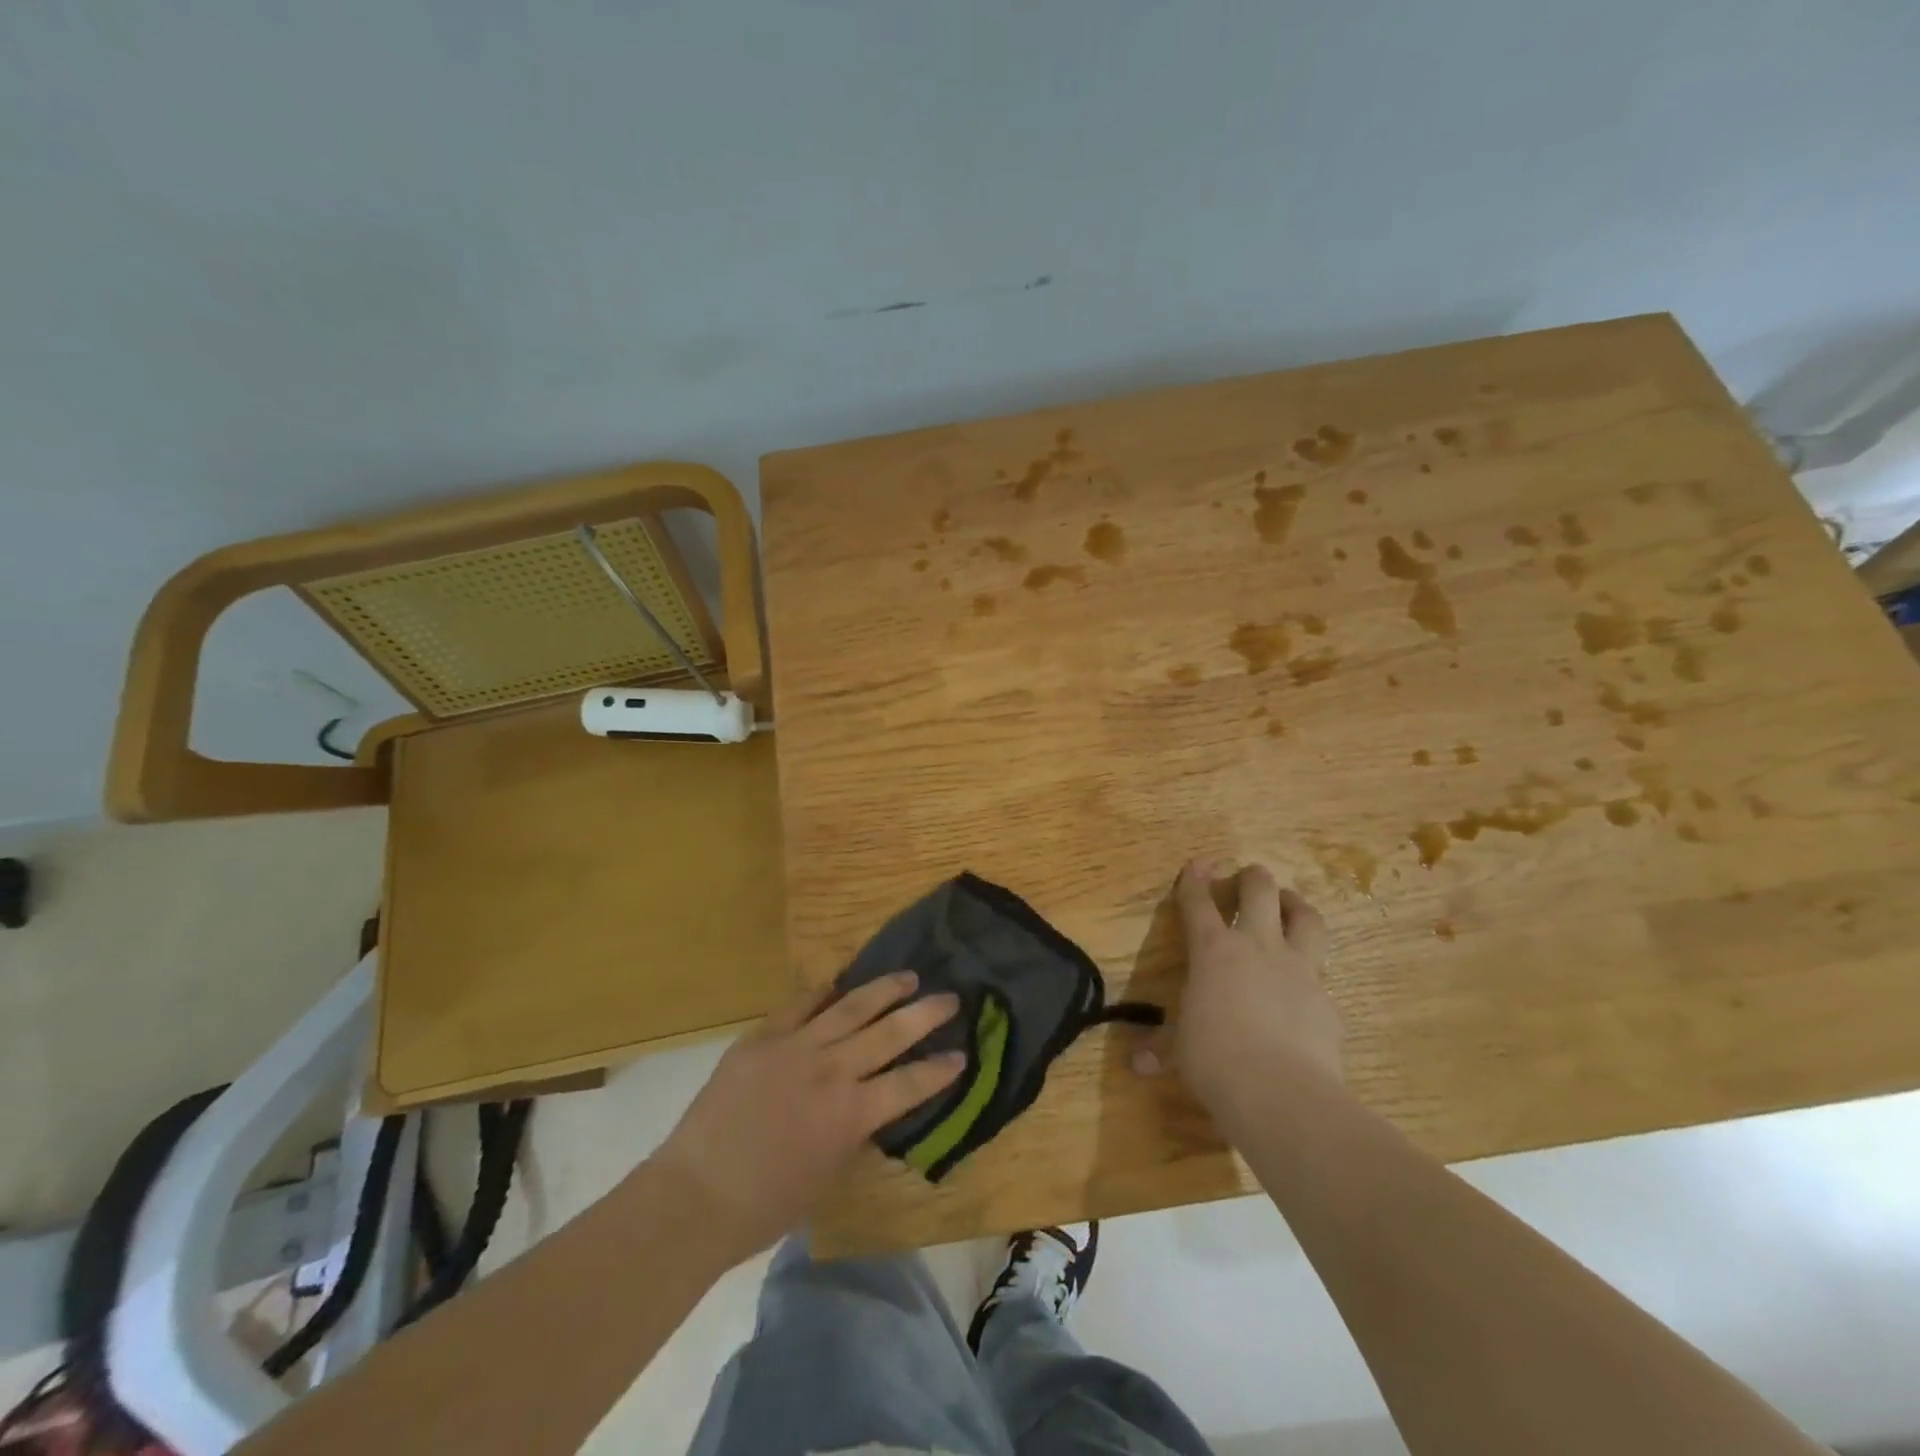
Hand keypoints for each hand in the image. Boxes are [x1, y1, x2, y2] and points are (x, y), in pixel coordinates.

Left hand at [649, 973, 964, 1256]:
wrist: (695, 1195)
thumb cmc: (765, 1206)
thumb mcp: (827, 1175)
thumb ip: (852, 1133)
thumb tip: (867, 1105)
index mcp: (851, 1115)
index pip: (909, 1084)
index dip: (939, 1069)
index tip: (962, 1054)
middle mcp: (831, 1072)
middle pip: (888, 1034)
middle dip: (924, 1014)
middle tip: (949, 998)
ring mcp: (795, 1048)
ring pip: (849, 1007)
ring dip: (883, 991)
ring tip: (907, 977)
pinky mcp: (762, 1038)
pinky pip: (799, 1005)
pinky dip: (822, 992)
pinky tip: (838, 982)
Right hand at [1135, 859, 1341, 1119]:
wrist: (1281, 1092)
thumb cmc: (1215, 1060)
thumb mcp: (1181, 1051)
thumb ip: (1162, 1048)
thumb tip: (1137, 1064)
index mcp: (1213, 951)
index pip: (1199, 902)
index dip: (1195, 879)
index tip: (1197, 864)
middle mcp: (1257, 947)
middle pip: (1260, 890)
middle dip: (1253, 878)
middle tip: (1250, 879)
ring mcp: (1298, 969)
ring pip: (1307, 918)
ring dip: (1297, 906)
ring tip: (1291, 906)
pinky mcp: (1326, 999)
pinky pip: (1321, 975)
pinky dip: (1311, 974)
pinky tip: (1305, 989)